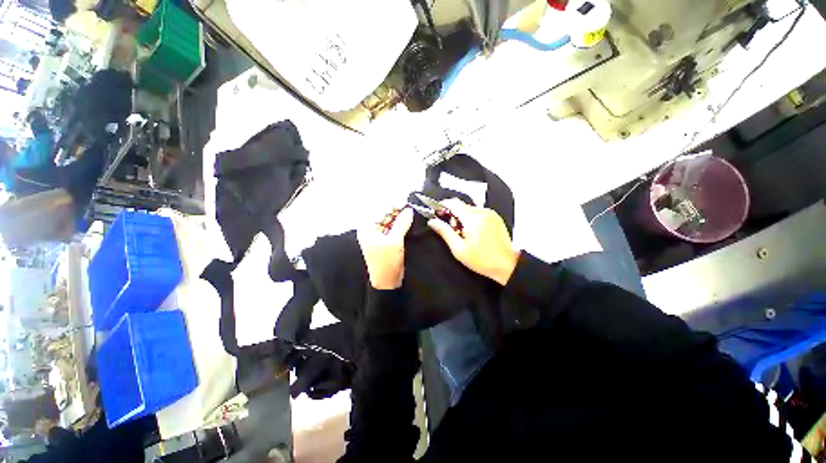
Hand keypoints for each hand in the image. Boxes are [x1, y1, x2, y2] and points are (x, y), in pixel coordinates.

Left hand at [357, 207, 413, 289]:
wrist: (388, 282)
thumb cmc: (386, 262)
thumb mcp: (395, 241)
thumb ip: (402, 223)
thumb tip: (409, 210)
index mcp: (368, 228)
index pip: (380, 210)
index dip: (393, 205)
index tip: (406, 204)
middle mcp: (371, 229)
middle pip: (385, 214)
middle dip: (397, 211)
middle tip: (411, 209)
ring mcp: (379, 235)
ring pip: (390, 221)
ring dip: (400, 217)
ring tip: (411, 214)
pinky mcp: (386, 240)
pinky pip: (393, 228)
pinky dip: (401, 224)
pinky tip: (409, 222)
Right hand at [427, 199, 519, 285]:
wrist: (506, 265)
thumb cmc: (482, 260)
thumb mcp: (458, 249)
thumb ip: (444, 232)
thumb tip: (432, 222)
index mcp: (472, 219)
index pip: (453, 203)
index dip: (442, 206)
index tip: (436, 214)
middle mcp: (482, 212)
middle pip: (461, 206)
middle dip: (453, 215)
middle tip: (452, 231)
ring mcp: (490, 214)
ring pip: (469, 209)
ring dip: (462, 218)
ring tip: (464, 234)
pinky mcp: (495, 217)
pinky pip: (478, 213)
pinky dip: (471, 219)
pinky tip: (473, 233)